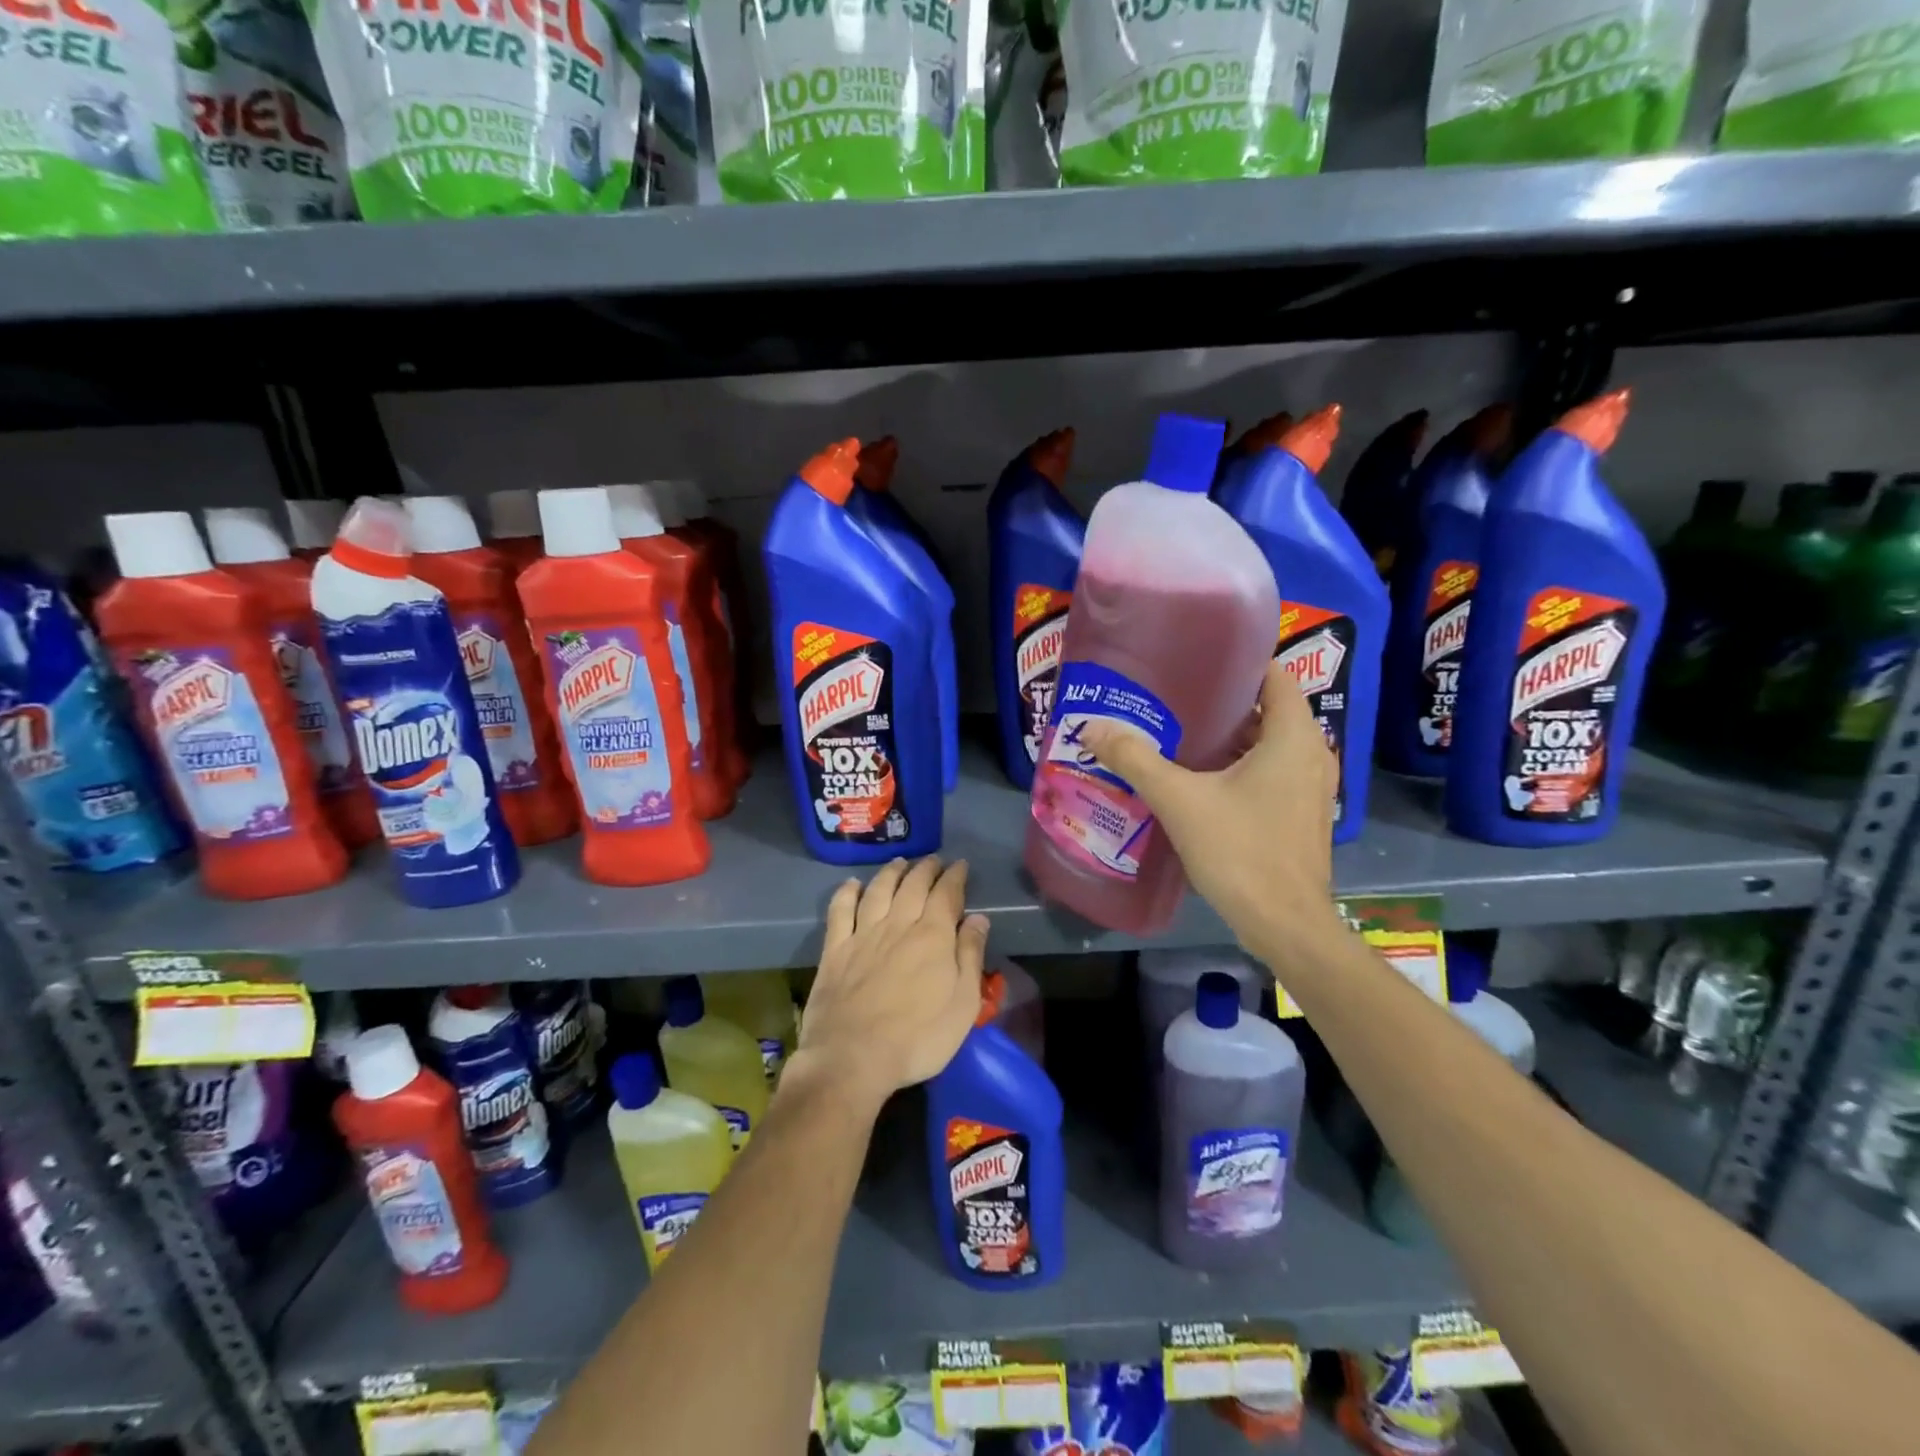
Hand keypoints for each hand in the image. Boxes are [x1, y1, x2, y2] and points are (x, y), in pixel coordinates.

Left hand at [791, 856, 989, 1114]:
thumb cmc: (918, 1039)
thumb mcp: (963, 1005)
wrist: (852, 1058)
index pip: (947, 894)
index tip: (961, 865)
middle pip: (913, 886)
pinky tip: (852, 884)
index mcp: (932, 936)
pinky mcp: (835, 950)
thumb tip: (978, 918)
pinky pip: (840, 911)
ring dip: (891, 873)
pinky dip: (847, 892)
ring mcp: (863, 935)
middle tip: (934, 860)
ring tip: (900, 863)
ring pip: (878, 890)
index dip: (955, 877)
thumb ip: (970, 957)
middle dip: (926, 869)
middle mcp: (898, 925)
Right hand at [1079, 661, 1345, 961]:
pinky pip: (1273, 771)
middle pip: (1269, 709)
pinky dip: (1243, 766)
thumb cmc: (1240, 851)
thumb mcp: (1180, 800)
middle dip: (1224, 702)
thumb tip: (1092, 727)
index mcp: (1293, 736)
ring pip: (1270, 744)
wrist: (1285, 925)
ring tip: (1181, 733)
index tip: (1195, 662)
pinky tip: (1202, 778)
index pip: (1274, 675)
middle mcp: (1312, 753)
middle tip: (1175, 698)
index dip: (1237, 664)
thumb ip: (1136, 759)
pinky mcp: (1303, 814)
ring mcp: (1312, 787)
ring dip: (1232, 737)